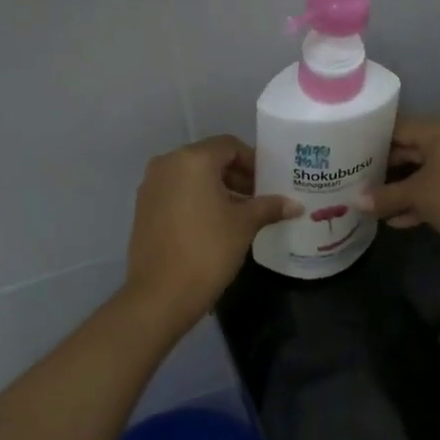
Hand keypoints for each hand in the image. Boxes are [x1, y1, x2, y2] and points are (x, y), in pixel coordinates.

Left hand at [126, 135, 299, 327]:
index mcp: (192, 160)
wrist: (161, 293)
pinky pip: (176, 193)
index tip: (269, 183)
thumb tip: (295, 205)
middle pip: (208, 159)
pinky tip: (214, 225)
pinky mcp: (143, 208)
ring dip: (217, 189)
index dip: (253, 161)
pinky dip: (196, 200)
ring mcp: (150, 186)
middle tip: (259, 199)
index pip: (229, 146)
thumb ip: (269, 207)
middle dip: (236, 175)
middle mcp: (166, 164)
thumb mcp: (244, 225)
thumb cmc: (208, 250)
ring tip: (240, 214)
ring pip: (191, 177)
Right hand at [357, 117, 439, 254]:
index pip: (398, 127)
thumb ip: (385, 196)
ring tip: (373, 203)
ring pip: (424, 171)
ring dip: (401, 188)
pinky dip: (421, 199)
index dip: (372, 140)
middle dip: (385, 167)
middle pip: (411, 149)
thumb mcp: (417, 196)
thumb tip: (355, 202)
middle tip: (356, 179)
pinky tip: (399, 220)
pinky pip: (439, 187)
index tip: (349, 153)